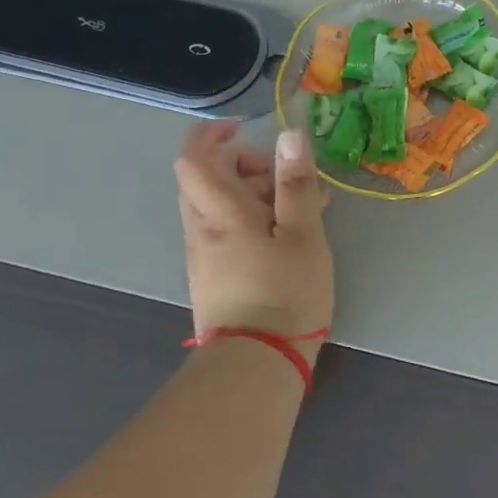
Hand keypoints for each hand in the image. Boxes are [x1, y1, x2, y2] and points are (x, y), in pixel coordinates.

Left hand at [176, 122, 333, 359]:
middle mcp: (202, 229)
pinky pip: (225, 230)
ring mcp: (204, 256)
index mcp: (220, 213)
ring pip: (218, 205)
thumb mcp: (303, 233)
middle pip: (206, 179)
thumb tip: (289, 134)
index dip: (210, 135)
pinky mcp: (213, 277)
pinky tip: (290, 234)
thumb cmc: (284, 293)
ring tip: (303, 207)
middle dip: (243, 165)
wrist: (256, 368)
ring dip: (254, 193)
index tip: (241, 129)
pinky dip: (252, 218)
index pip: (193, 159)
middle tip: (284, 176)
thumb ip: (296, 182)